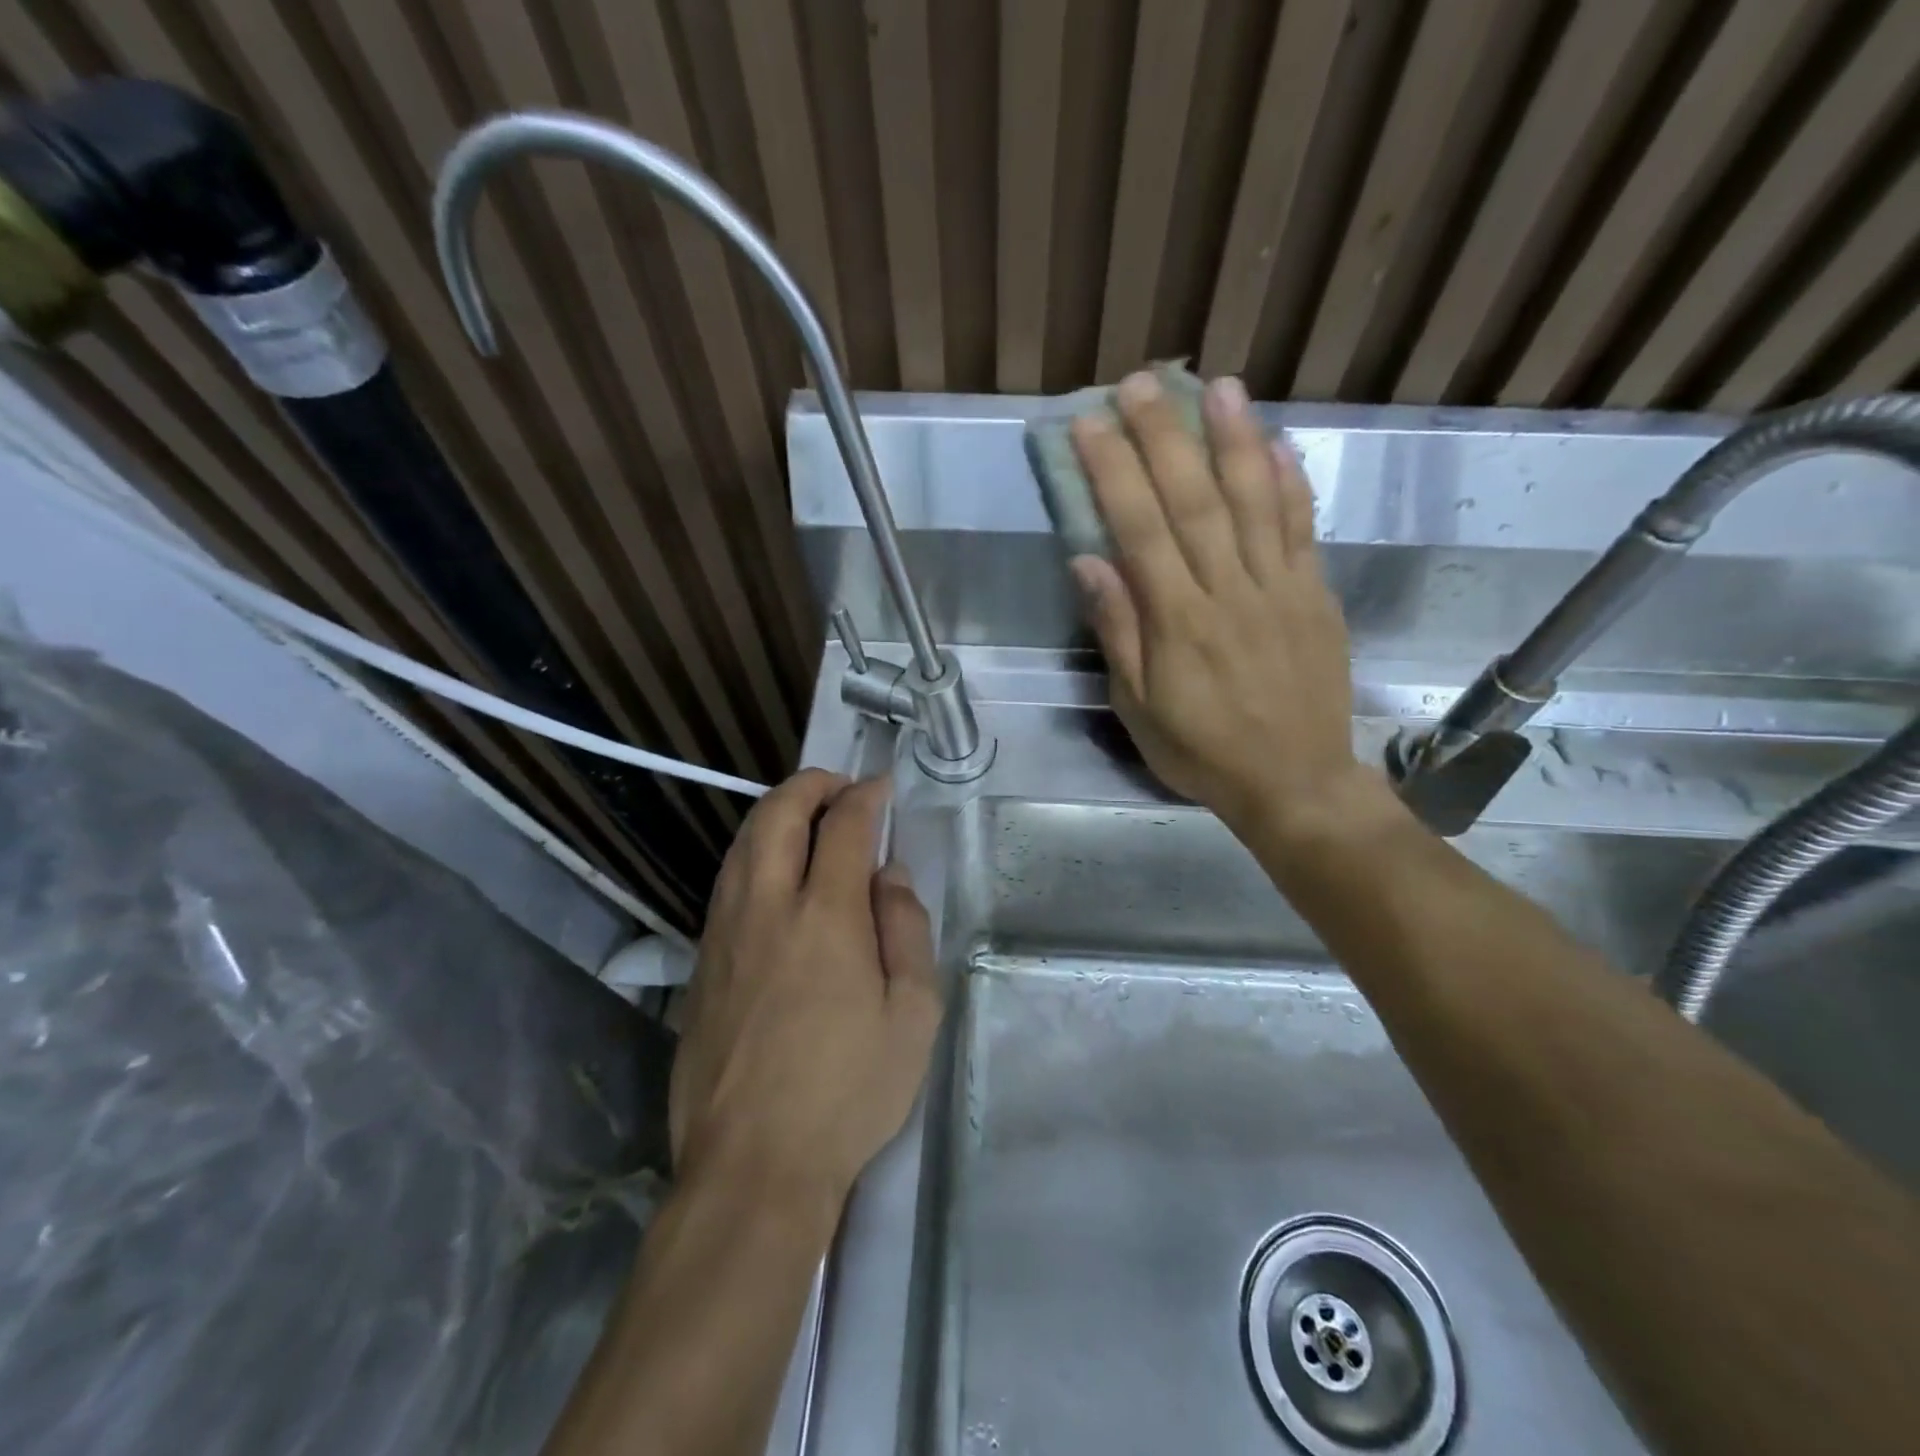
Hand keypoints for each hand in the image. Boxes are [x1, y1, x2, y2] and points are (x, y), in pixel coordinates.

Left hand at [671, 772, 941, 1217]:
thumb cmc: (849, 1092)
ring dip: (774, 813)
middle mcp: (766, 908)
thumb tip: (888, 874)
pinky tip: (769, 871)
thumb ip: (906, 930)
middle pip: (777, 815)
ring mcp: (723, 934)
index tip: (881, 786)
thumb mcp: (913, 1014)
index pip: (844, 826)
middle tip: (839, 786)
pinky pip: (725, 882)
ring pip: (741, 844)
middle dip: (810, 785)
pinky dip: (751, 853)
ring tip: (804, 815)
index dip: (865, 796)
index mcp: (825, 916)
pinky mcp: (700, 964)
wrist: (753, 1166)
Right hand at [1069, 371, 1385, 846]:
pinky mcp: (1316, 595)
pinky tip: (1277, 442)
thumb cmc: (1202, 751)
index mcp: (1180, 623)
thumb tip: (1089, 563)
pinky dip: (1292, 482)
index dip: (1115, 472)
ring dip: (1234, 439)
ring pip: (1256, 501)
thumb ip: (1119, 632)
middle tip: (1141, 383)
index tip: (1090, 425)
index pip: (1141, 531)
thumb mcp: (1139, 708)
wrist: (1294, 783)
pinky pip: (1304, 529)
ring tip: (1218, 386)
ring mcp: (1281, 589)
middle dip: (1165, 437)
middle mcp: (1230, 592)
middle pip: (1195, 501)